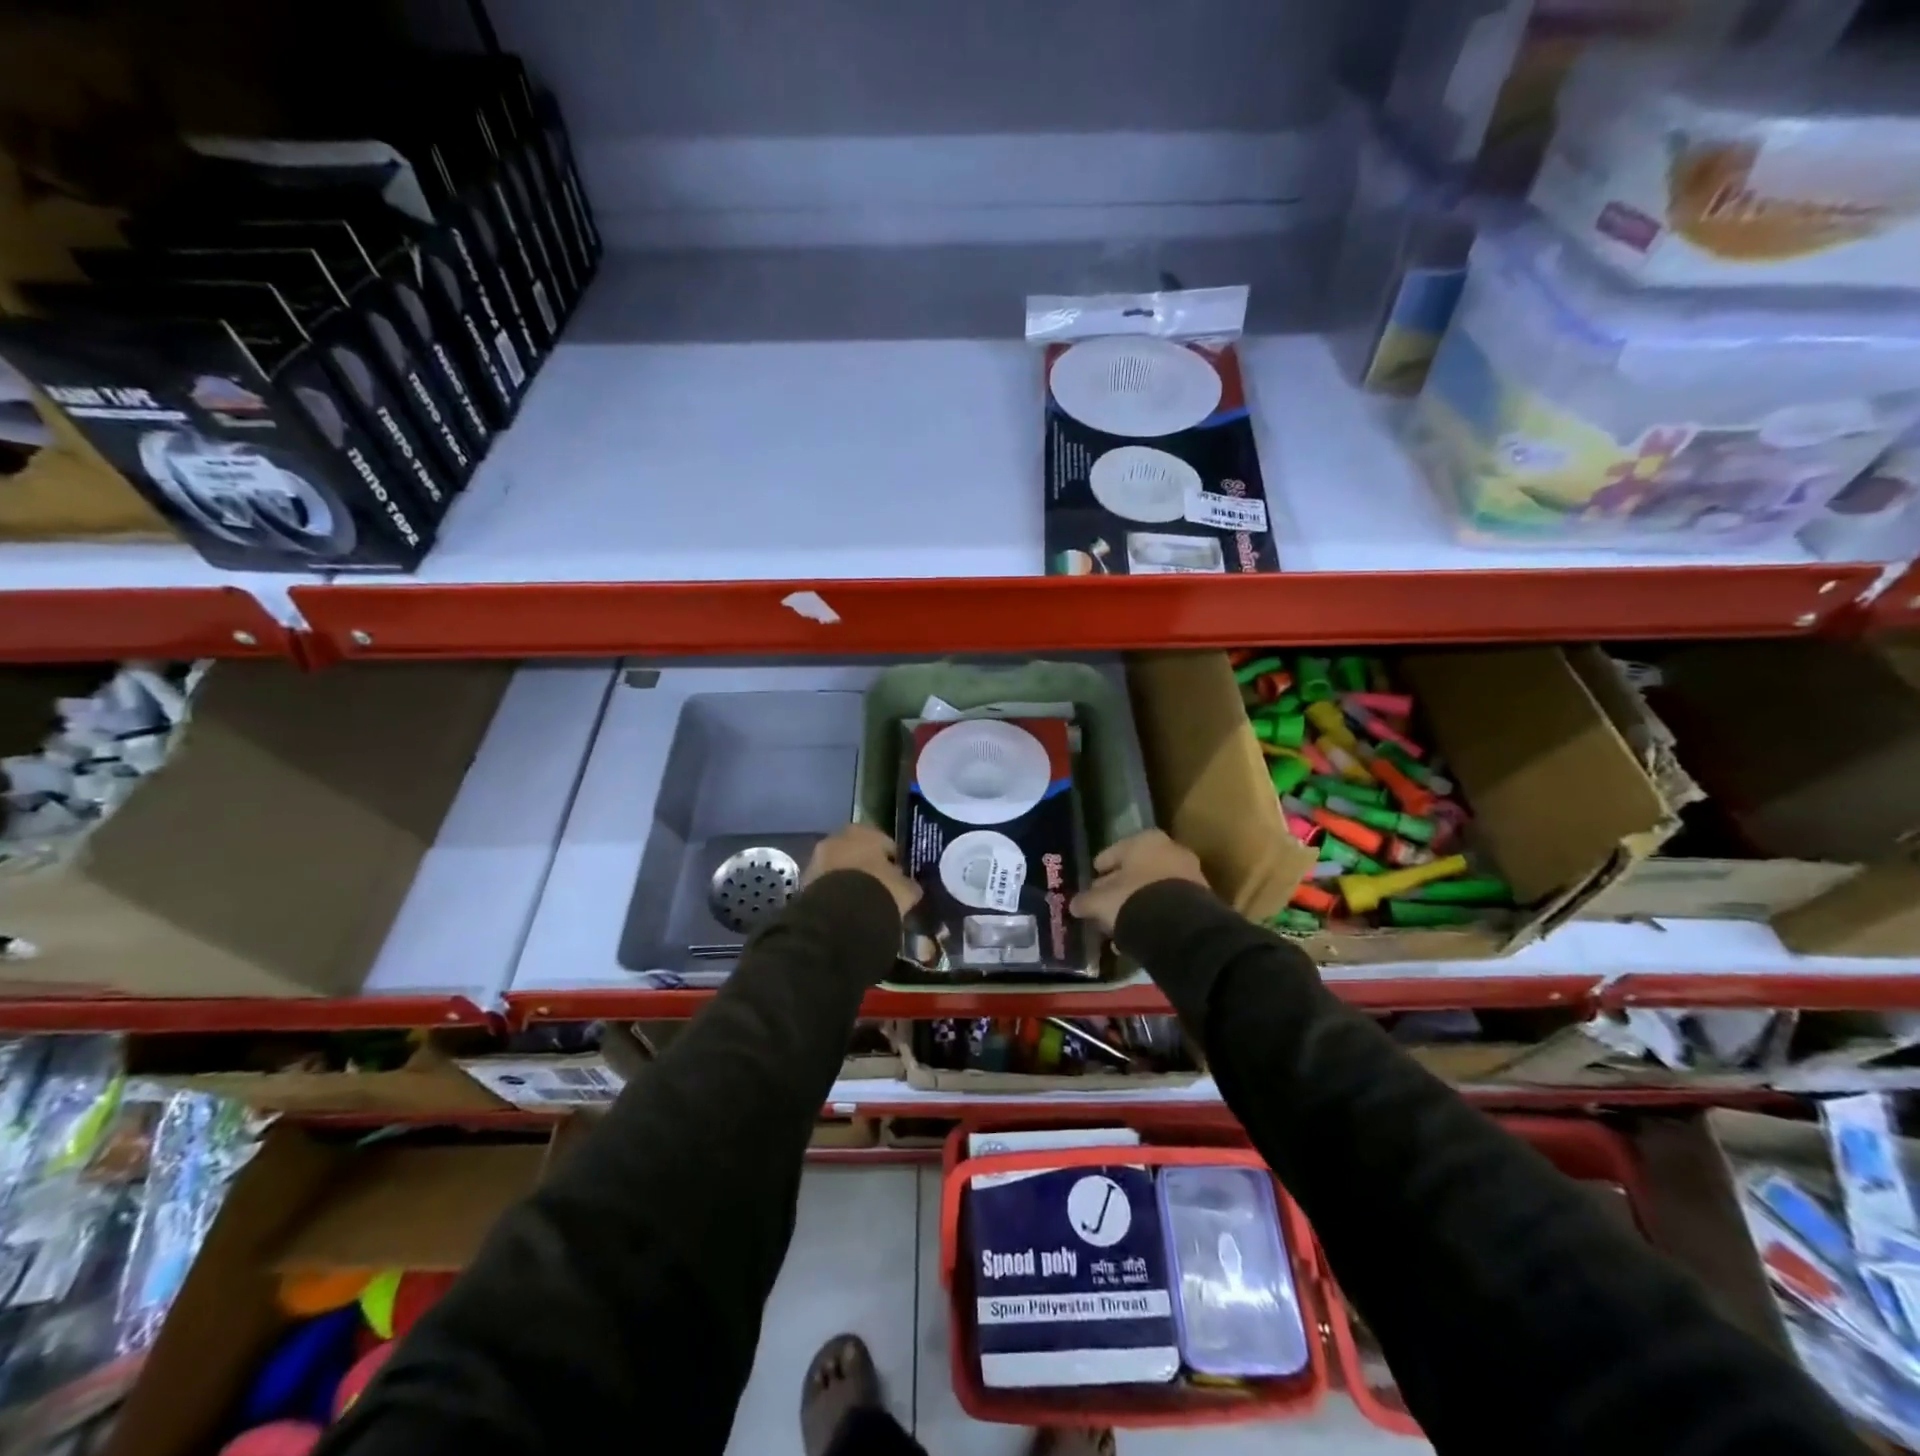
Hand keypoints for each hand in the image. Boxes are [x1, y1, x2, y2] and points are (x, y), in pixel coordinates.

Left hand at [802, 824, 922, 917]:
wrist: (841, 914)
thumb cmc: (880, 890)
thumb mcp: (905, 889)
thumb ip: (907, 884)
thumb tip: (910, 887)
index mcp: (865, 831)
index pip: (884, 842)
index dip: (892, 860)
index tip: (897, 877)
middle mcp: (838, 837)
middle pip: (857, 851)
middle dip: (866, 866)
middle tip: (878, 887)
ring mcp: (818, 858)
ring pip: (839, 867)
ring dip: (848, 879)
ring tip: (861, 900)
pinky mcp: (805, 880)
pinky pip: (827, 884)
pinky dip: (835, 892)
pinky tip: (845, 908)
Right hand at [1069, 829, 1209, 936]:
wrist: (1180, 927)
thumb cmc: (1133, 899)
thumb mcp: (1101, 901)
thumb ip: (1086, 901)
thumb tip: (1074, 904)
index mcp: (1145, 840)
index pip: (1115, 851)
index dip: (1102, 866)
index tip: (1093, 877)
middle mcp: (1170, 850)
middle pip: (1137, 869)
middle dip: (1120, 885)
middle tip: (1105, 901)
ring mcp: (1189, 875)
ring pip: (1154, 888)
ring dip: (1137, 902)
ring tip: (1120, 921)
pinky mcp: (1201, 900)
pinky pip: (1169, 905)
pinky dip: (1154, 915)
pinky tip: (1139, 932)